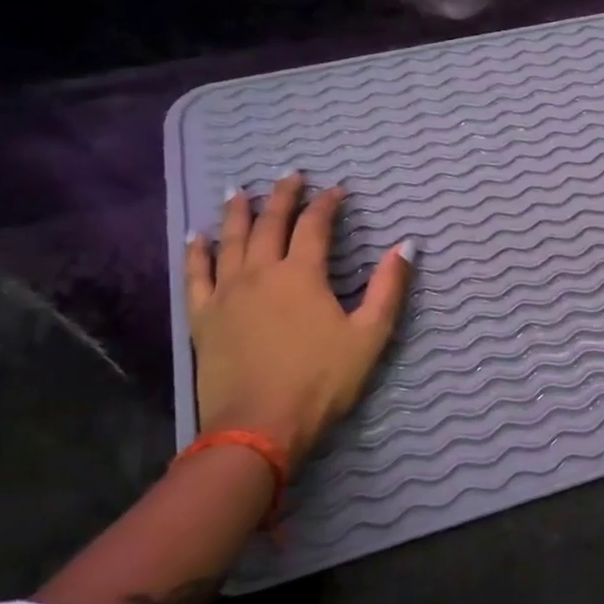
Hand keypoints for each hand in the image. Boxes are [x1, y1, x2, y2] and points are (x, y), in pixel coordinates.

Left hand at [184, 173, 411, 468]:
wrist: (259, 427)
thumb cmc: (321, 381)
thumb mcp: (369, 336)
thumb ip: (389, 288)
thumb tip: (406, 246)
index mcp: (302, 275)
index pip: (315, 226)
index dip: (328, 204)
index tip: (338, 190)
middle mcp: (261, 273)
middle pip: (270, 223)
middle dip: (283, 196)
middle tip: (291, 175)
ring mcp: (227, 293)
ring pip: (231, 240)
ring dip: (238, 212)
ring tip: (240, 190)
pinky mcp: (204, 317)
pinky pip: (196, 274)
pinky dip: (197, 251)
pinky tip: (197, 235)